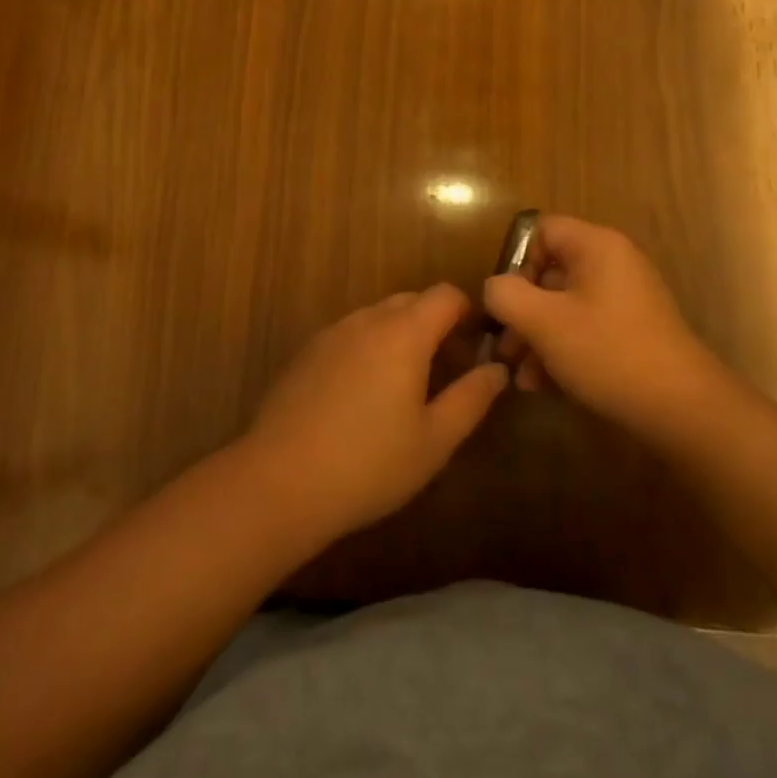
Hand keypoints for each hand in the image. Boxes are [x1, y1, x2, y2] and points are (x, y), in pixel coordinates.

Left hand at [242, 284, 508, 540]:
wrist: (279, 482)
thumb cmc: (369, 464)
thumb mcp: (434, 440)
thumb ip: (471, 398)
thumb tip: (497, 369)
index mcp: (404, 332)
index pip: (446, 295)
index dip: (467, 314)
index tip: (474, 349)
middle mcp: (367, 319)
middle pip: (411, 301)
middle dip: (435, 325)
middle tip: (445, 372)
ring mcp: (332, 333)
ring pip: (378, 317)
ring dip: (400, 336)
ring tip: (403, 388)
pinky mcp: (306, 353)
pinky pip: (350, 335)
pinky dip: (368, 349)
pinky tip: (362, 398)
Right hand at [483, 215, 730, 447]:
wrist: (682, 409)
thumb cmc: (608, 352)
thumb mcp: (544, 322)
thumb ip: (506, 295)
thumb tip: (495, 287)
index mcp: (596, 246)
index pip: (542, 230)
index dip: (517, 262)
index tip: (507, 302)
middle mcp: (612, 264)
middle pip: (550, 272)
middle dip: (521, 311)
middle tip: (504, 349)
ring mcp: (625, 299)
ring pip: (564, 306)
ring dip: (536, 338)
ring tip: (520, 377)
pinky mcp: (631, 332)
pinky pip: (584, 328)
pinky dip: (561, 350)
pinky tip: (542, 386)